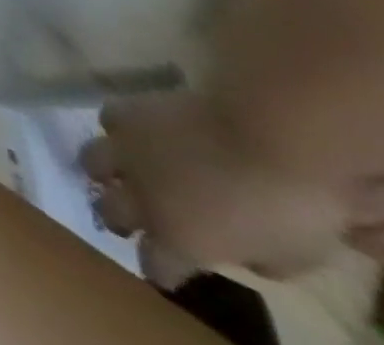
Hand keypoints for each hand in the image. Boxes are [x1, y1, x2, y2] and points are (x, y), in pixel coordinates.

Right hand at [81, 90, 339, 285]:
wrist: (262, 136)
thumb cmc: (288, 208)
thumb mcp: (292, 256)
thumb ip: (255, 259)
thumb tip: (238, 251)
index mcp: (178, 239)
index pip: (154, 265)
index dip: (160, 270)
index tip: (168, 270)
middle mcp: (138, 195)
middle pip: (108, 211)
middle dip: (118, 217)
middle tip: (135, 216)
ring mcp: (125, 150)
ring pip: (91, 162)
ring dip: (106, 171)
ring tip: (124, 170)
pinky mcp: (125, 113)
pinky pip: (109, 121)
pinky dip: (120, 130)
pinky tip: (136, 132)